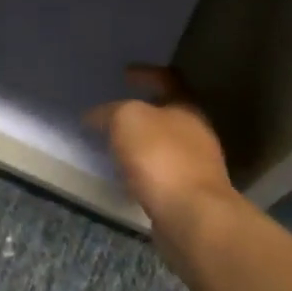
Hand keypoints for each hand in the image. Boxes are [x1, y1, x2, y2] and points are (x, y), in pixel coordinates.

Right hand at [87, 65, 235, 255]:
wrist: (192, 217)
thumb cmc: (161, 157)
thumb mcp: (127, 119)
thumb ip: (109, 112)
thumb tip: (94, 117)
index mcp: (186, 107)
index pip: (168, 78)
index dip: (146, 73)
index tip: (125, 73)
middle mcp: (197, 133)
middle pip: (168, 113)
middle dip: (143, 111)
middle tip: (114, 114)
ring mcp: (196, 166)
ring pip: (165, 145)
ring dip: (142, 143)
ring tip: (115, 146)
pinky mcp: (189, 195)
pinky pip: (161, 173)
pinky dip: (143, 170)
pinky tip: (126, 177)